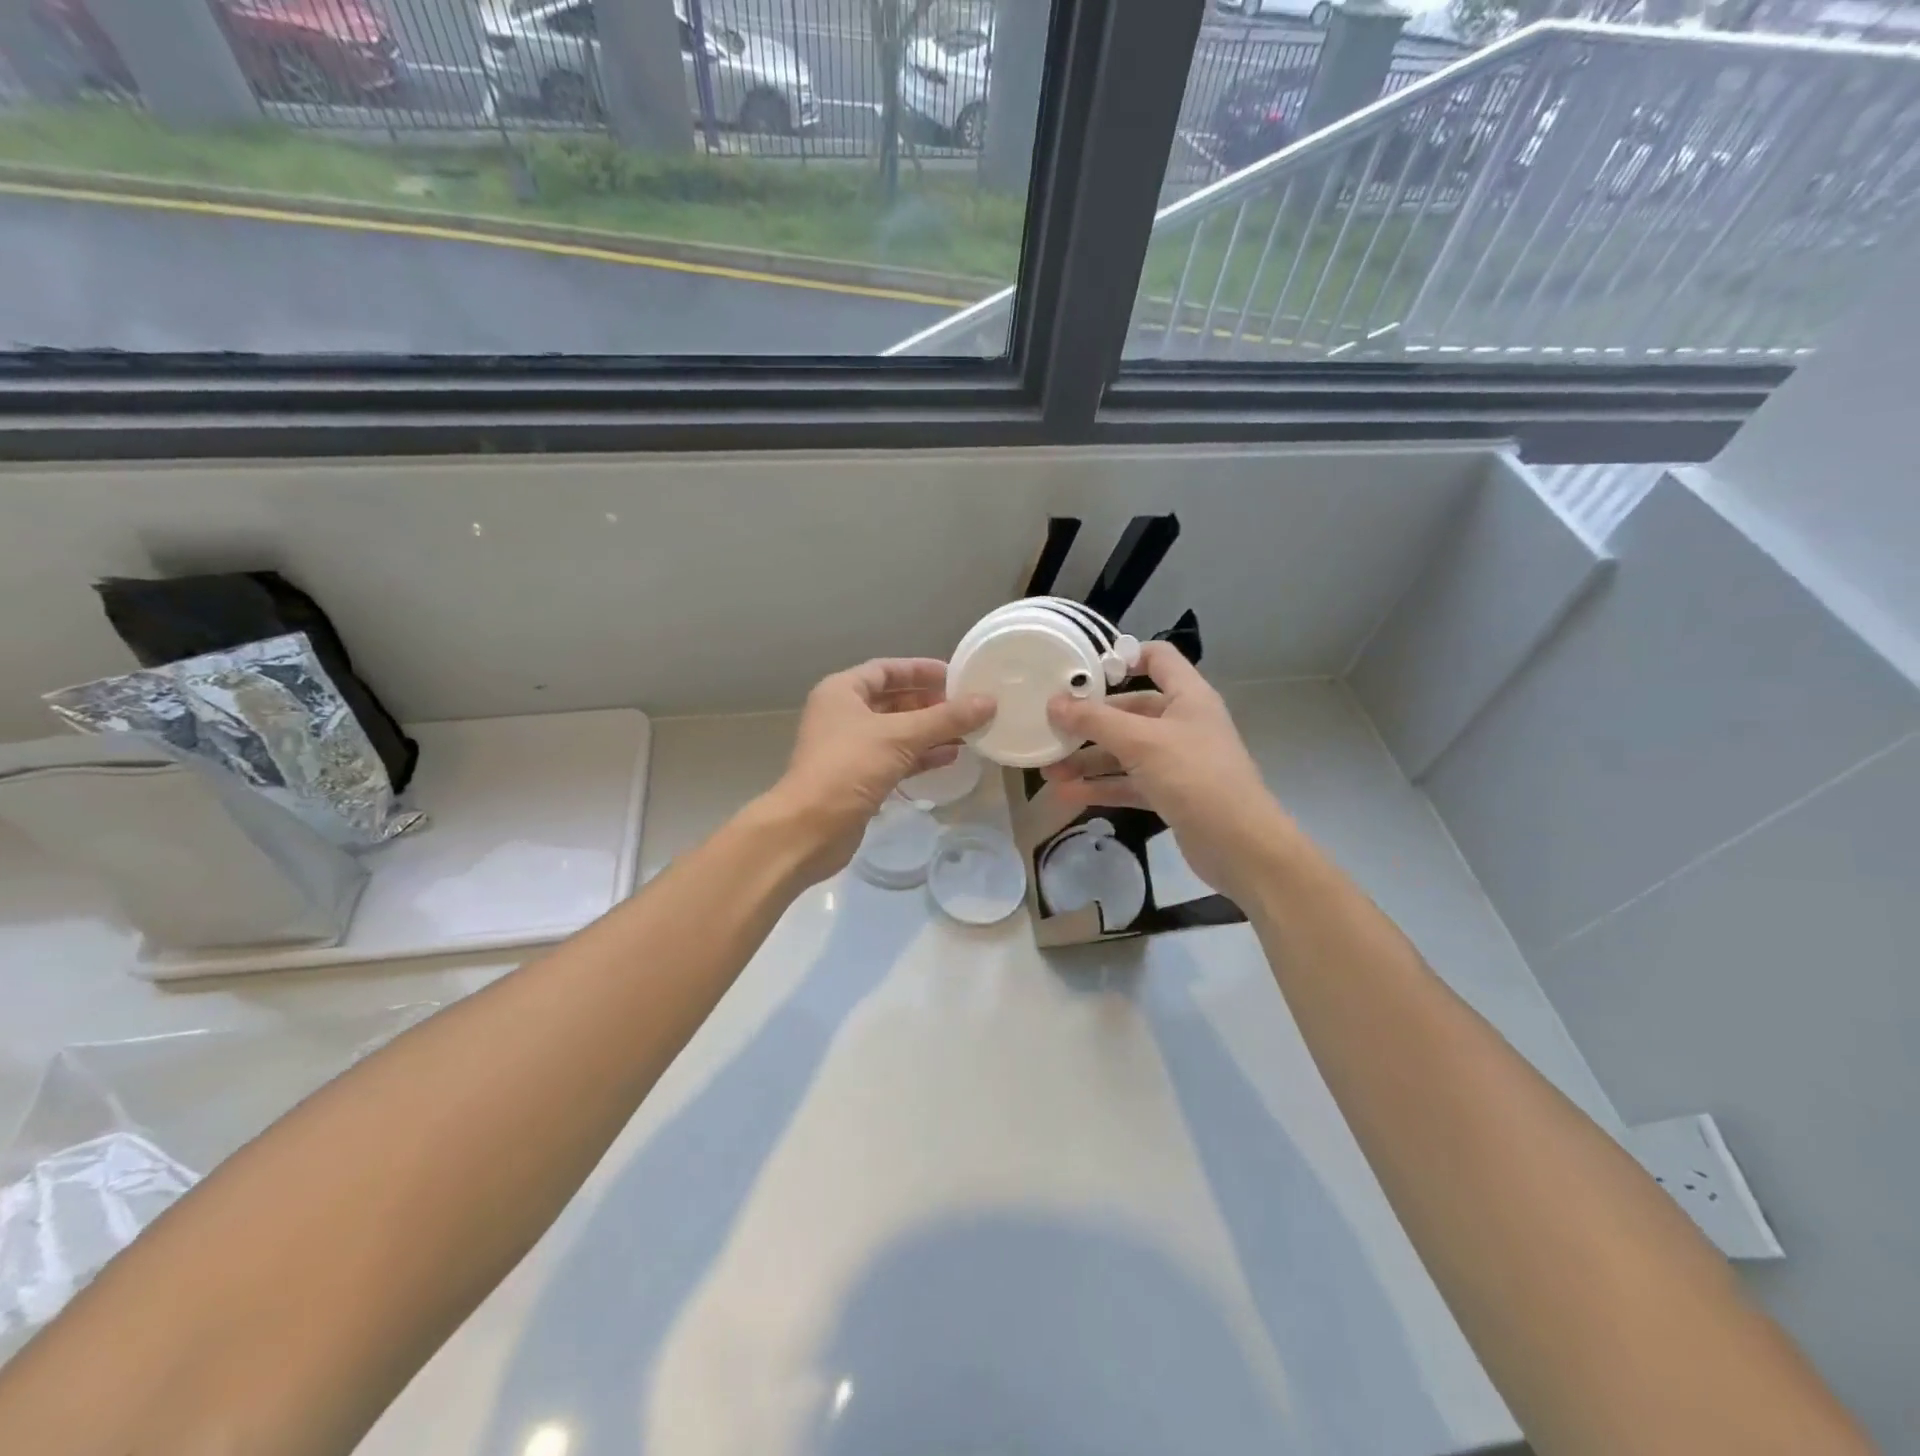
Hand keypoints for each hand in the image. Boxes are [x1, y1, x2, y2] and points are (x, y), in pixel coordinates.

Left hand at [762, 658, 993, 883]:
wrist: (810, 829)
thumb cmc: (849, 768)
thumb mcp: (901, 736)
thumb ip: (946, 719)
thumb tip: (988, 702)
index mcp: (842, 692)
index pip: (886, 670)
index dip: (920, 670)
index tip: (956, 676)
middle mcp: (843, 715)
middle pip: (893, 700)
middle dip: (930, 704)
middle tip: (968, 707)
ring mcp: (850, 749)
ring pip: (897, 732)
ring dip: (930, 732)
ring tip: (969, 732)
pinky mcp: (859, 779)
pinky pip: (896, 758)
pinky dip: (921, 756)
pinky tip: (951, 757)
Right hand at [1043, 642, 1293, 902]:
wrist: (1240, 846)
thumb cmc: (1195, 777)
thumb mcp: (1141, 742)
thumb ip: (1096, 721)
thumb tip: (1053, 702)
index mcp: (1187, 697)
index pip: (1157, 658)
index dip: (1123, 656)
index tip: (1083, 670)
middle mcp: (1183, 723)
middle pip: (1130, 710)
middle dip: (1090, 721)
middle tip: (1050, 727)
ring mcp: (1177, 760)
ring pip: (1125, 751)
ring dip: (1089, 759)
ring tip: (1049, 770)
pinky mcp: (1170, 793)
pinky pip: (1129, 783)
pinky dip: (1102, 787)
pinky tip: (1068, 794)